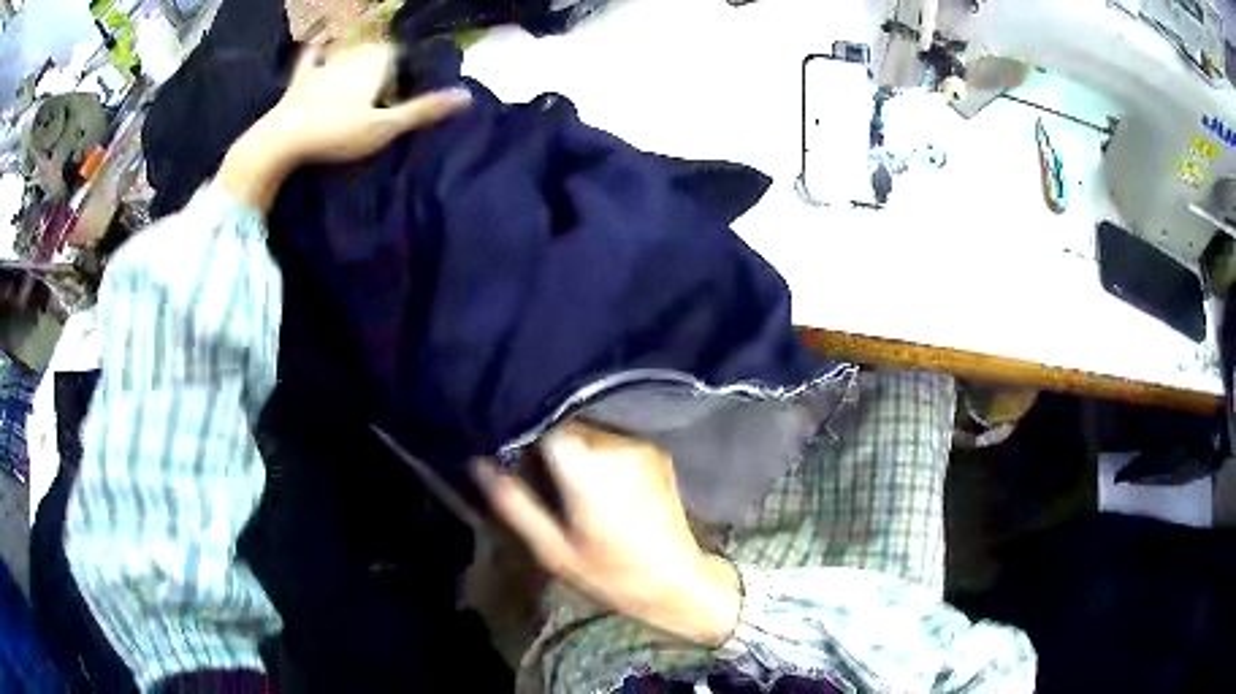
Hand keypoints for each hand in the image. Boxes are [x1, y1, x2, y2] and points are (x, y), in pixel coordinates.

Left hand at [220, 40, 471, 211]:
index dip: (399, 70)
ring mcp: (323, 67)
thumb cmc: (336, 134)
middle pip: (372, 50)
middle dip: (380, 62)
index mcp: (373, 65)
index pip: (395, 54)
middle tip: (379, 89)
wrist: (283, 140)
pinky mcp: (300, 81)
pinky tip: (317, 46)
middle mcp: (351, 58)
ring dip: (355, 53)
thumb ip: (422, 111)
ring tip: (359, 69)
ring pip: (346, 51)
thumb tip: (466, 96)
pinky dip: (315, 53)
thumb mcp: (384, 127)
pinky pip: (310, 59)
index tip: (396, 95)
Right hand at [475, 422, 740, 645]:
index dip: (523, 429)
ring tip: (560, 474)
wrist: (677, 583)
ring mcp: (640, 445)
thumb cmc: (611, 575)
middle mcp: (615, 444)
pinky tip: (592, 478)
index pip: (544, 421)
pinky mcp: (656, 451)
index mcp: (587, 466)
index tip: (508, 448)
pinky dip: (596, 451)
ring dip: (572, 445)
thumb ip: (514, 503)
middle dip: (546, 439)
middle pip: (567, 423)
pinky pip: (613, 439)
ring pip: (590, 429)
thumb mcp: (552, 549)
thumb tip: (479, 463)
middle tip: (531, 468)